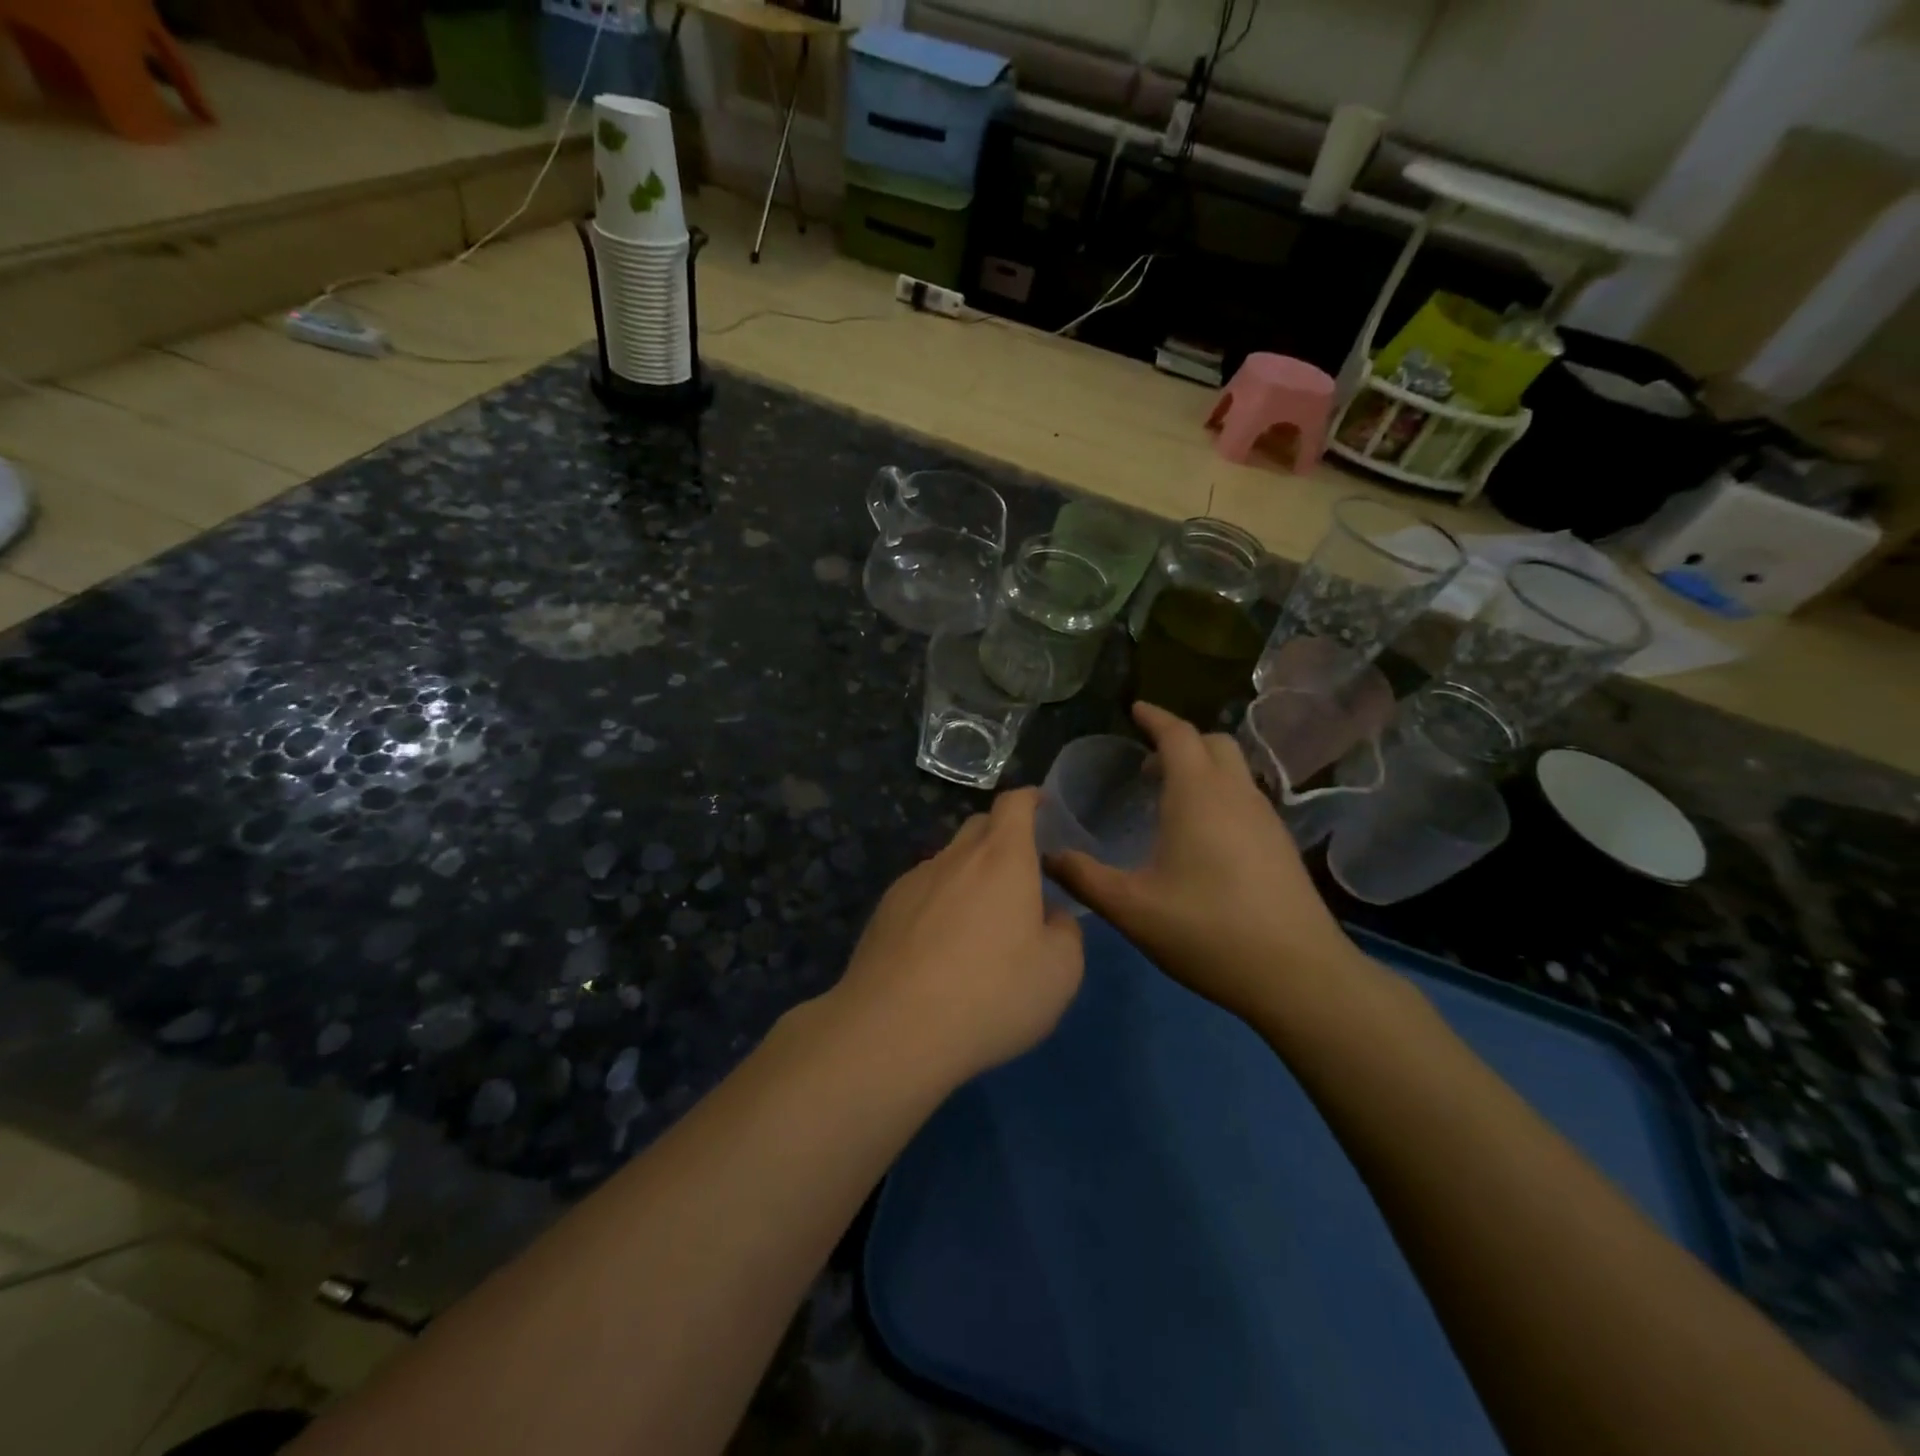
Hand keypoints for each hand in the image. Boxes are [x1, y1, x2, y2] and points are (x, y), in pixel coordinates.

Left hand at [826, 789, 1083, 1083]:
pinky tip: (940, 945)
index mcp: (1003, 859)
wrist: (895, 1028)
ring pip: (949, 860)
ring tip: (979, 920)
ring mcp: (914, 881)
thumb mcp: (1060, 973)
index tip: (1040, 805)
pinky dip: (939, 901)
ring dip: (969, 874)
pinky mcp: (885, 909)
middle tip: (1019, 873)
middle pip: (979, 826)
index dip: (1029, 799)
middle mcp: (956, 857)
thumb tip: (1050, 916)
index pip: (1014, 804)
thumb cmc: (992, 994)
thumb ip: (1065, 932)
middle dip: (1002, 836)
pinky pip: (922, 890)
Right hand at [1046, 701, 1361, 1023]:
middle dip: (1179, 740)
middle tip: (1145, 763)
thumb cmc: (1208, 931)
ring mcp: (1266, 818)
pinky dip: (1219, 793)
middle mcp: (1236, 794)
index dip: (1154, 717)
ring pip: (1234, 770)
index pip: (1177, 734)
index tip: (1135, 709)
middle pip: (1212, 742)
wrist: (1298, 975)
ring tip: (1169, 798)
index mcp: (1198, 795)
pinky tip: (1202, 835)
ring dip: (1202, 767)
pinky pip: (1245, 796)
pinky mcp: (1281, 844)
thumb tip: (1047, 856)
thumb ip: (1084, 877)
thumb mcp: (1131, 908)